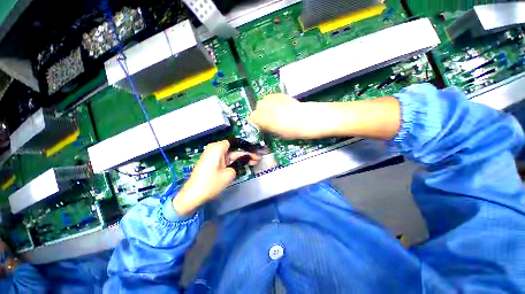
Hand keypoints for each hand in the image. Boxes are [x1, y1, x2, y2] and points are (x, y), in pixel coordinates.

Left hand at [172, 140, 259, 215]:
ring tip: (254, 162)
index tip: (255, 152)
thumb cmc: (211, 183)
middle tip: (257, 159)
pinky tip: (244, 165)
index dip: (246, 147)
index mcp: (217, 147)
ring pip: (230, 155)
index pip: (235, 143)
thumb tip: (240, 163)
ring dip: (241, 159)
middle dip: (245, 154)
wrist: (193, 196)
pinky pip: (225, 160)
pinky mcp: (212, 163)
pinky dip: (234, 162)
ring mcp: (213, 156)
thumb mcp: (229, 174)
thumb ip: (238, 165)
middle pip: (234, 149)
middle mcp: (214, 149)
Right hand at [248, 94, 347, 138]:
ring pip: (264, 100)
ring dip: (265, 107)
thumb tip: (261, 126)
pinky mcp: (284, 95)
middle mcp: (272, 107)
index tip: (258, 126)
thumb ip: (269, 129)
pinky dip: (271, 101)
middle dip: (259, 114)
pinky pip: (272, 96)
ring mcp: (278, 99)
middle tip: (265, 121)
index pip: (253, 117)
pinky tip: (277, 107)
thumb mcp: (282, 135)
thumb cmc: (300, 131)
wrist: (317, 119)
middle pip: (258, 107)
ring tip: (272, 113)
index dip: (254, 122)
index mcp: (270, 120)